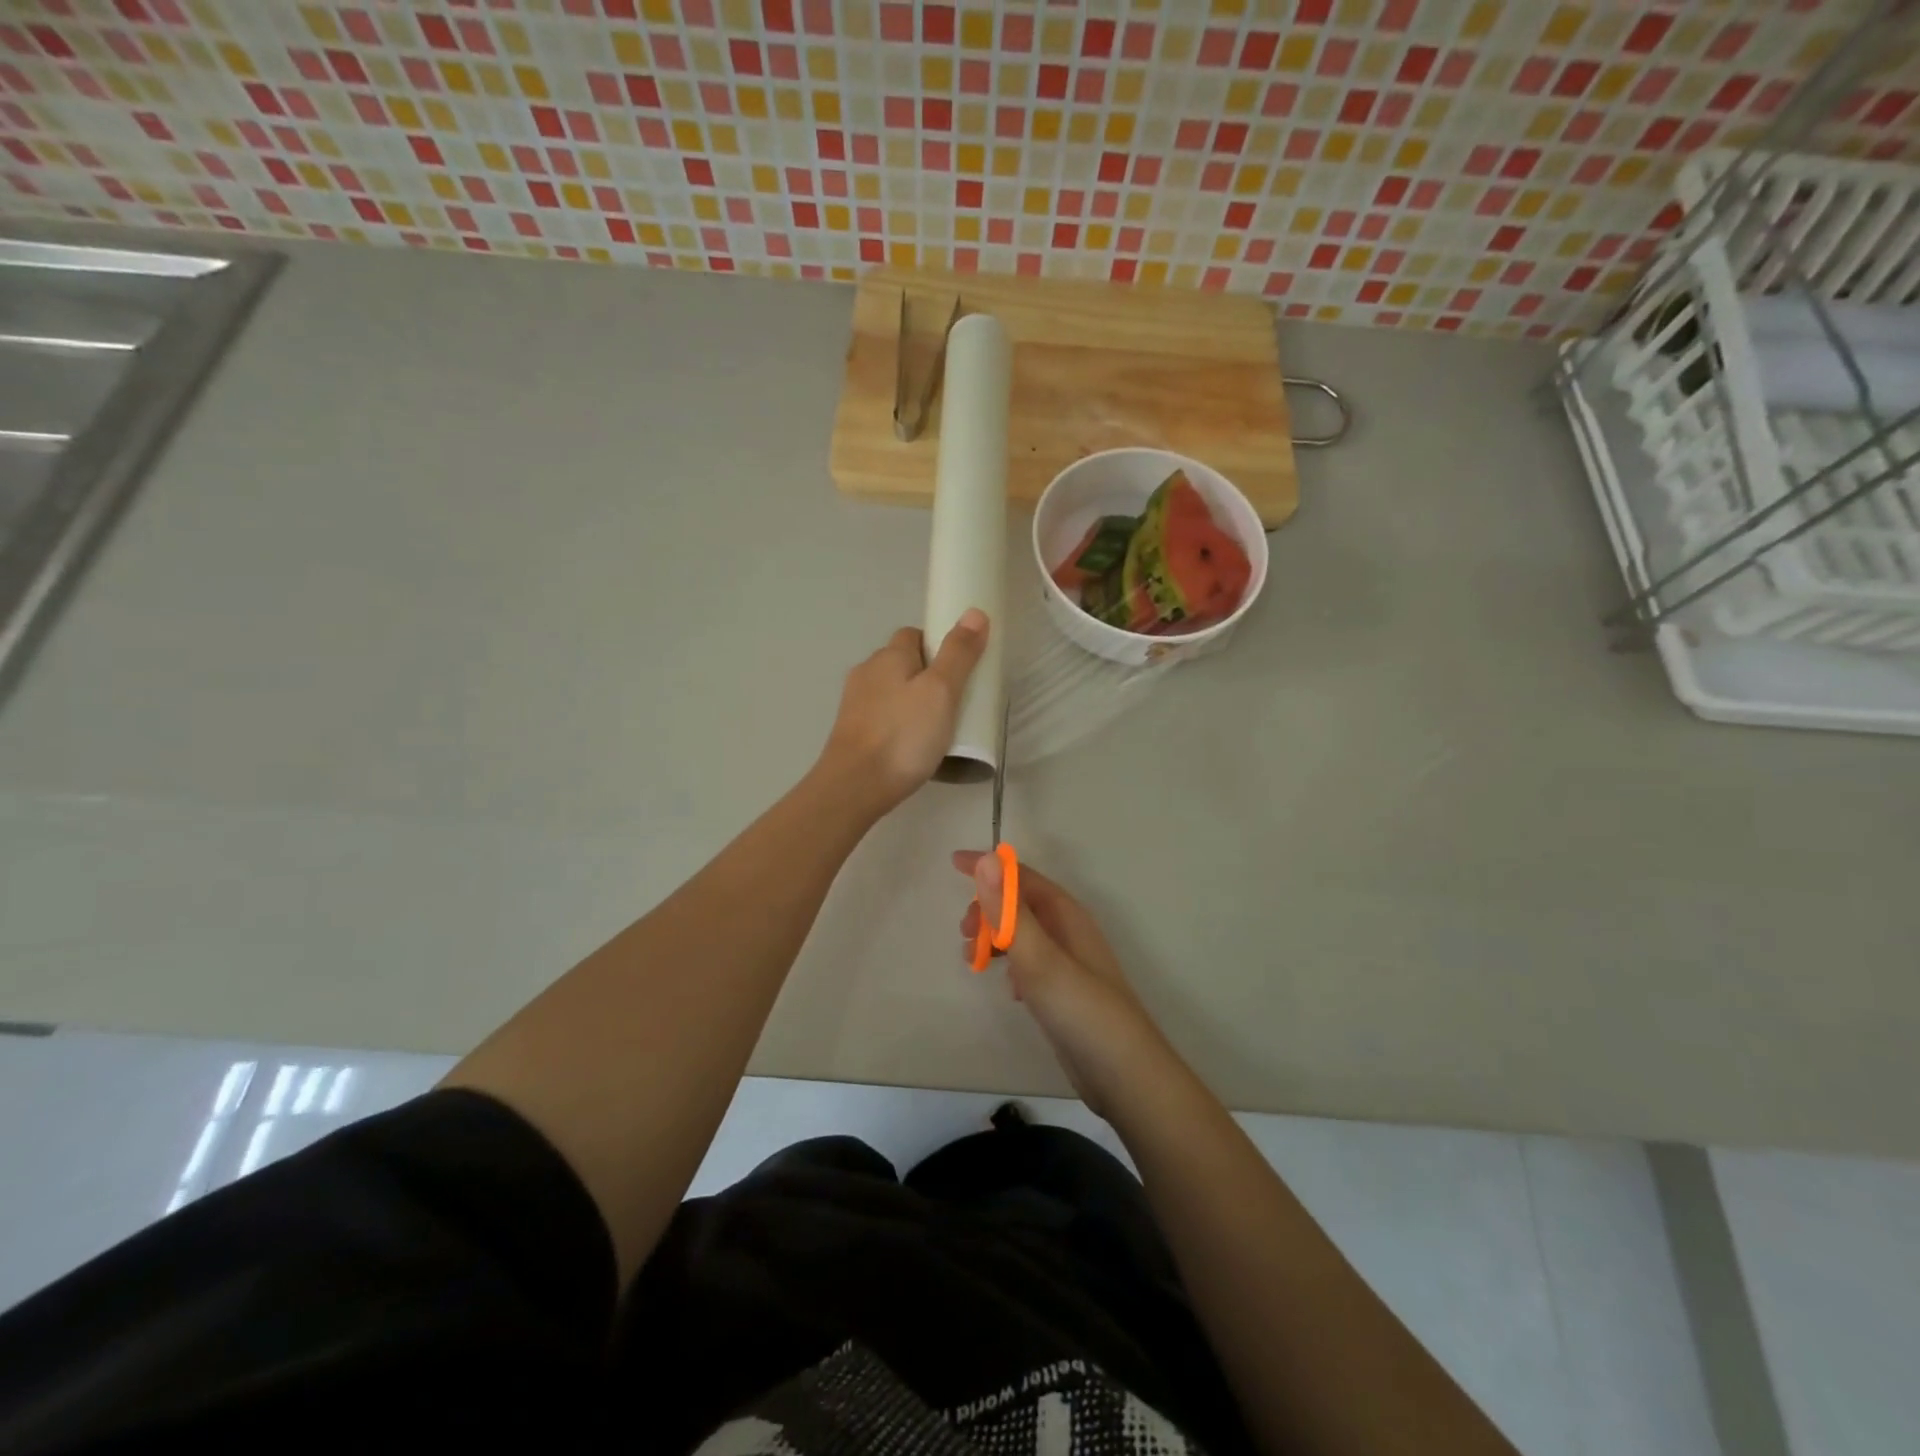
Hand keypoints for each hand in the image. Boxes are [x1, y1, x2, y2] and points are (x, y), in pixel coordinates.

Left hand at [820, 611, 988, 815]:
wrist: (854, 786)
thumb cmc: (903, 735)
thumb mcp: (941, 691)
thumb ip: (958, 653)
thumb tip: (974, 612)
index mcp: (888, 656)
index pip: (914, 634)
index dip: (938, 645)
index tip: (960, 670)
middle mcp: (866, 672)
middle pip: (902, 663)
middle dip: (927, 675)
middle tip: (955, 701)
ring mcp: (855, 704)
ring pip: (891, 691)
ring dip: (912, 701)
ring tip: (937, 727)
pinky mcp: (851, 732)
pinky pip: (882, 717)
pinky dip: (898, 724)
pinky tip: (912, 746)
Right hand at [954, 850, 1169, 1118]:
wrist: (1125, 1077)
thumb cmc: (1081, 1010)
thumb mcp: (1039, 958)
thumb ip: (1011, 911)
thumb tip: (986, 859)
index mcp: (1066, 915)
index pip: (1022, 876)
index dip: (989, 867)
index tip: (953, 863)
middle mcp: (1069, 932)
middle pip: (1021, 904)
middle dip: (988, 909)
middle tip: (964, 935)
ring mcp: (1069, 964)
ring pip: (1023, 935)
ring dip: (996, 938)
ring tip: (974, 962)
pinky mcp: (1065, 992)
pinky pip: (1030, 963)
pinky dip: (1012, 965)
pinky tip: (1009, 991)